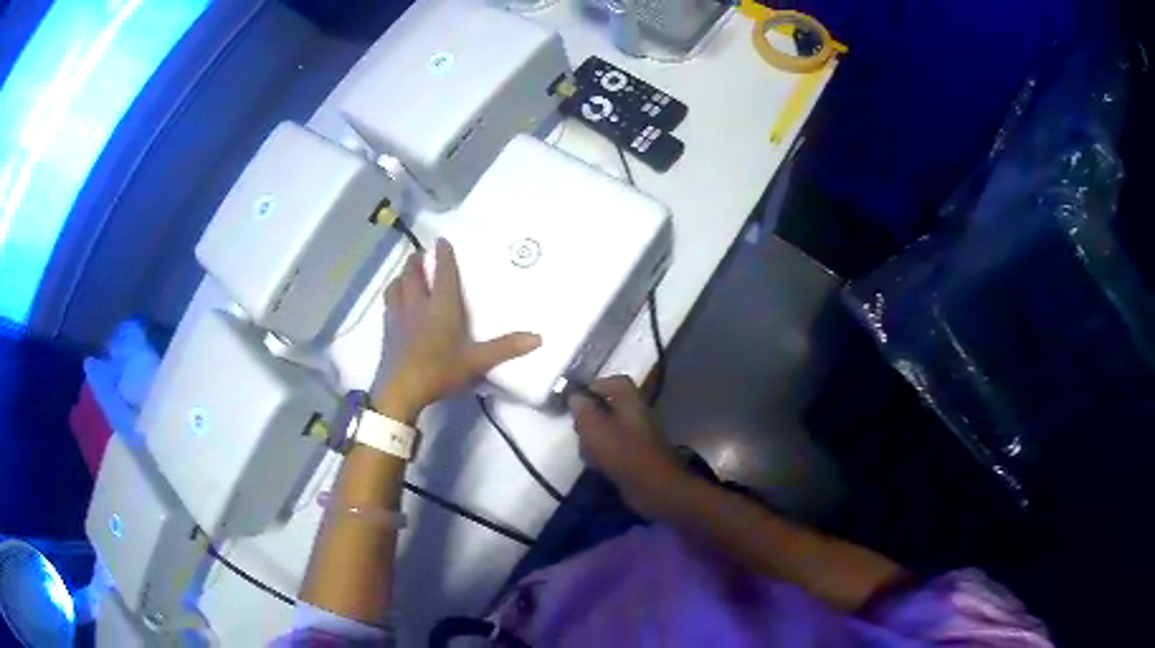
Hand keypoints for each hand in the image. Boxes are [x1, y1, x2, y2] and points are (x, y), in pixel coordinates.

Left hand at [375, 239, 541, 422]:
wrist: (401, 390)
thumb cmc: (440, 371)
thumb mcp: (476, 361)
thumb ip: (505, 348)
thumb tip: (539, 338)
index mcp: (441, 305)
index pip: (442, 272)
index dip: (443, 254)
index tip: (442, 240)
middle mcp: (418, 303)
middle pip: (413, 272)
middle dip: (417, 259)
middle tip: (422, 254)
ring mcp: (398, 315)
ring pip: (397, 284)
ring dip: (402, 274)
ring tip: (407, 274)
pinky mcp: (387, 329)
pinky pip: (389, 302)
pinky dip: (394, 293)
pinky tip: (396, 301)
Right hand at [568, 376, 686, 518]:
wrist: (654, 488)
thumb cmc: (624, 455)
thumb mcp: (595, 430)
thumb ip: (583, 410)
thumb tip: (574, 396)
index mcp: (632, 403)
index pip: (616, 382)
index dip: (596, 386)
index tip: (577, 398)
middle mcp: (638, 416)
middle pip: (611, 406)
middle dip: (591, 416)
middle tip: (578, 427)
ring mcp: (640, 437)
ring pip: (611, 428)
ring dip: (595, 437)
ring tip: (585, 449)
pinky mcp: (638, 456)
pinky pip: (616, 448)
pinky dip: (604, 453)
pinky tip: (596, 465)